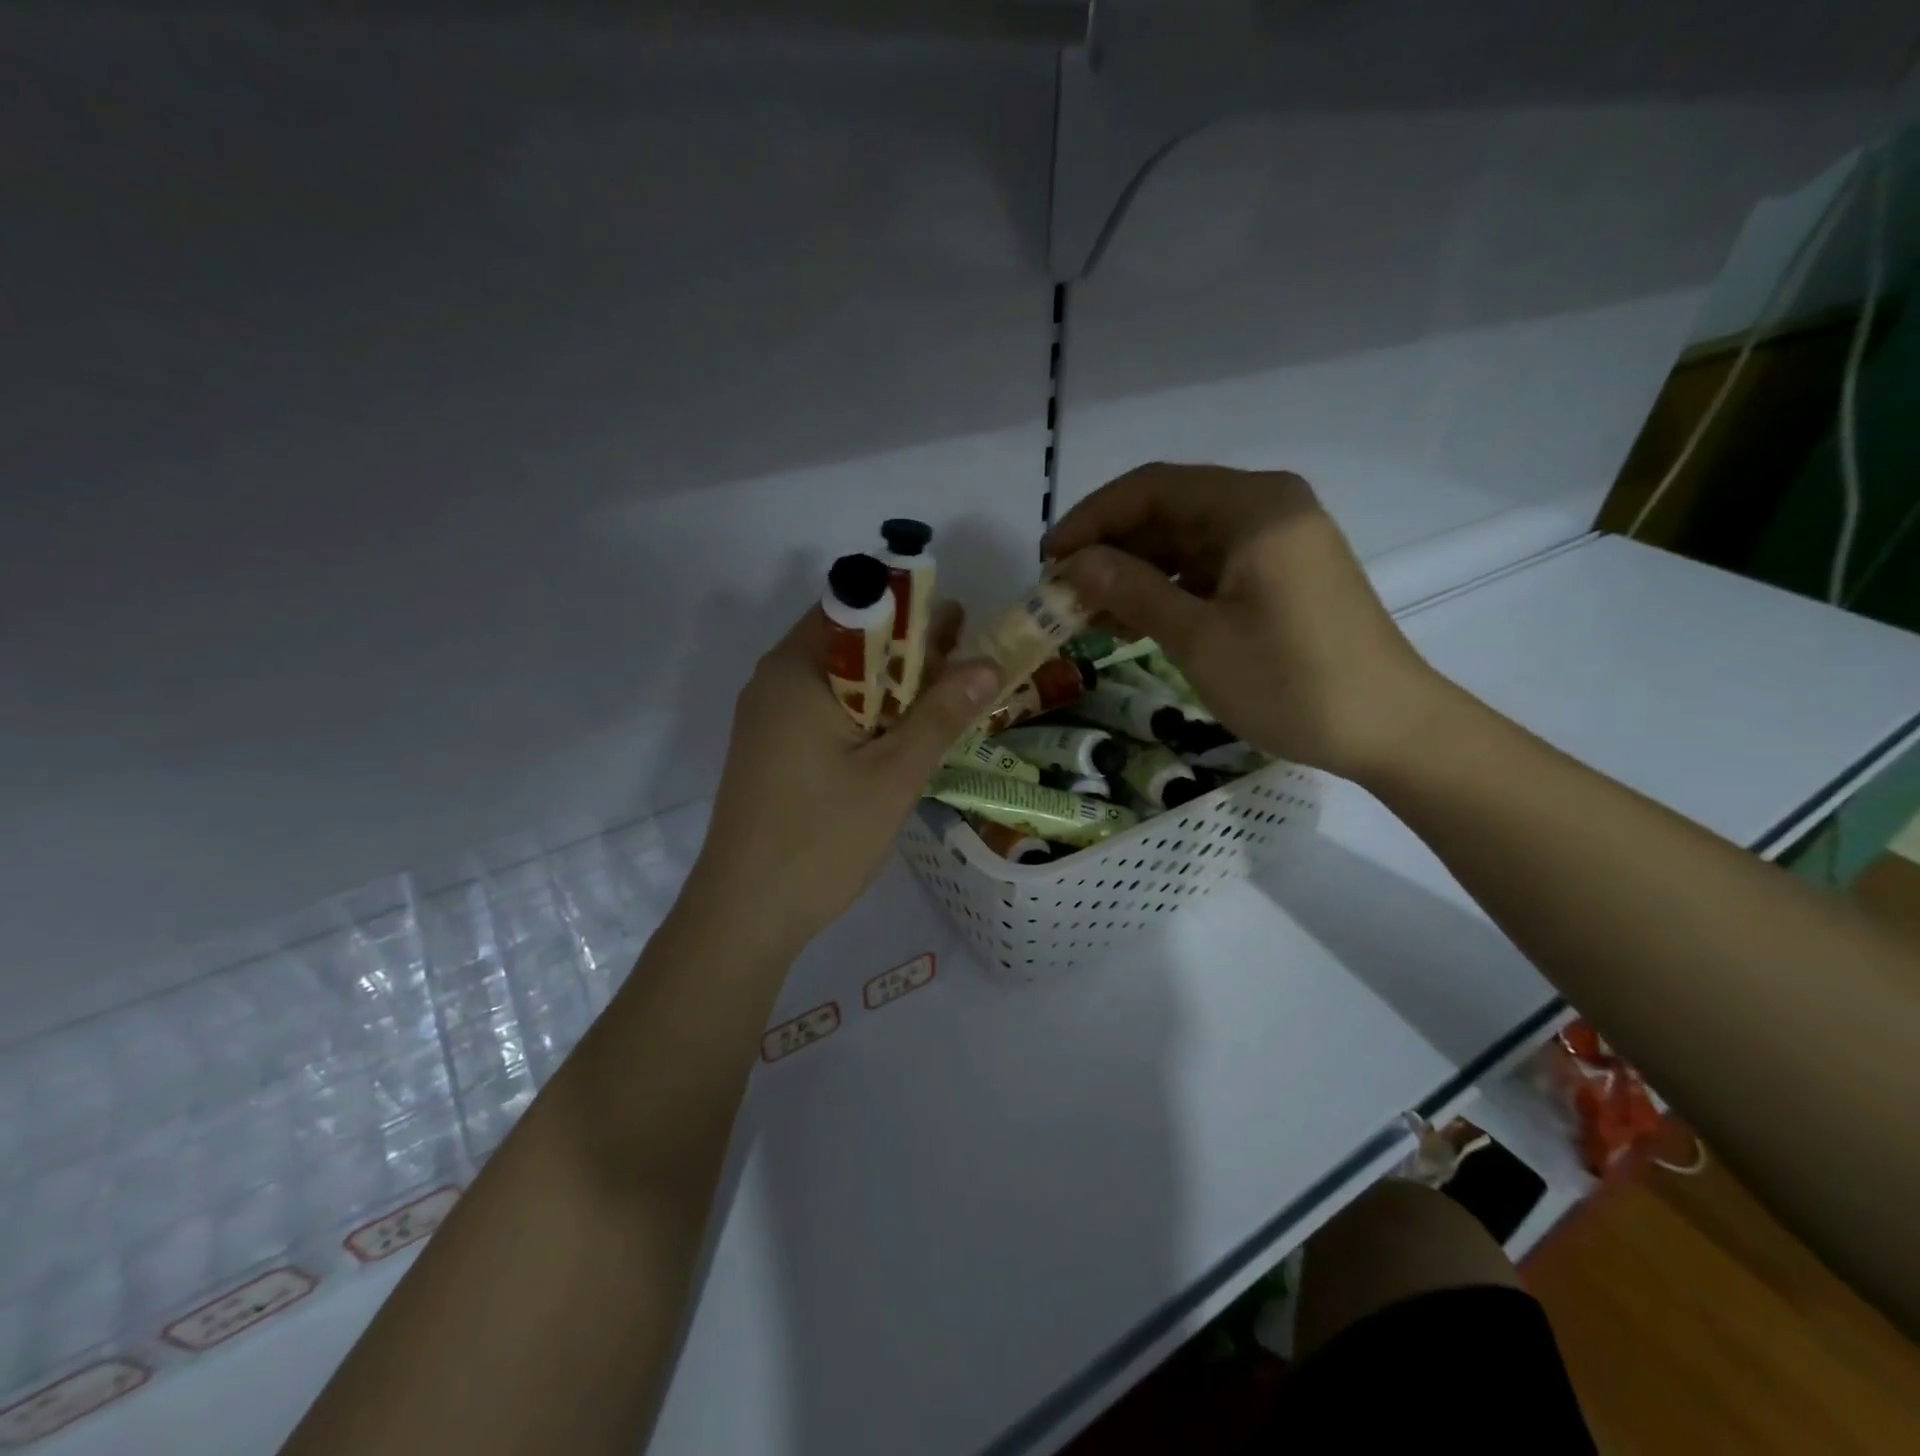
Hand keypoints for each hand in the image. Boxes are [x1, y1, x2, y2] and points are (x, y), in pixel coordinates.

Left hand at [688, 601, 999, 951]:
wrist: (745, 913)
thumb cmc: (822, 838)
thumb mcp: (894, 774)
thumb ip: (941, 713)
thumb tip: (988, 663)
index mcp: (797, 669)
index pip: (857, 606)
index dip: (911, 610)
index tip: (959, 625)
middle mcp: (774, 680)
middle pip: (849, 641)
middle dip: (908, 648)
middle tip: (966, 663)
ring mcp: (767, 717)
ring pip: (839, 679)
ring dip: (891, 684)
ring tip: (946, 698)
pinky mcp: (771, 749)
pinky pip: (824, 710)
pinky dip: (866, 712)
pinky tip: (901, 735)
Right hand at [1046, 464, 1443, 781]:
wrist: (1387, 729)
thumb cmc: (1291, 682)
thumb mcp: (1199, 638)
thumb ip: (1132, 591)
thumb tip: (1073, 564)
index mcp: (1253, 507)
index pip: (1152, 488)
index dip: (1091, 520)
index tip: (1047, 560)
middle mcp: (1266, 507)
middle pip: (1168, 510)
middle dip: (1110, 548)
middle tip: (1062, 591)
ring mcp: (1277, 540)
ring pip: (1185, 540)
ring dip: (1135, 571)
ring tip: (1088, 612)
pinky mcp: (1280, 573)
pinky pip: (1209, 566)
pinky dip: (1169, 587)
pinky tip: (1132, 619)